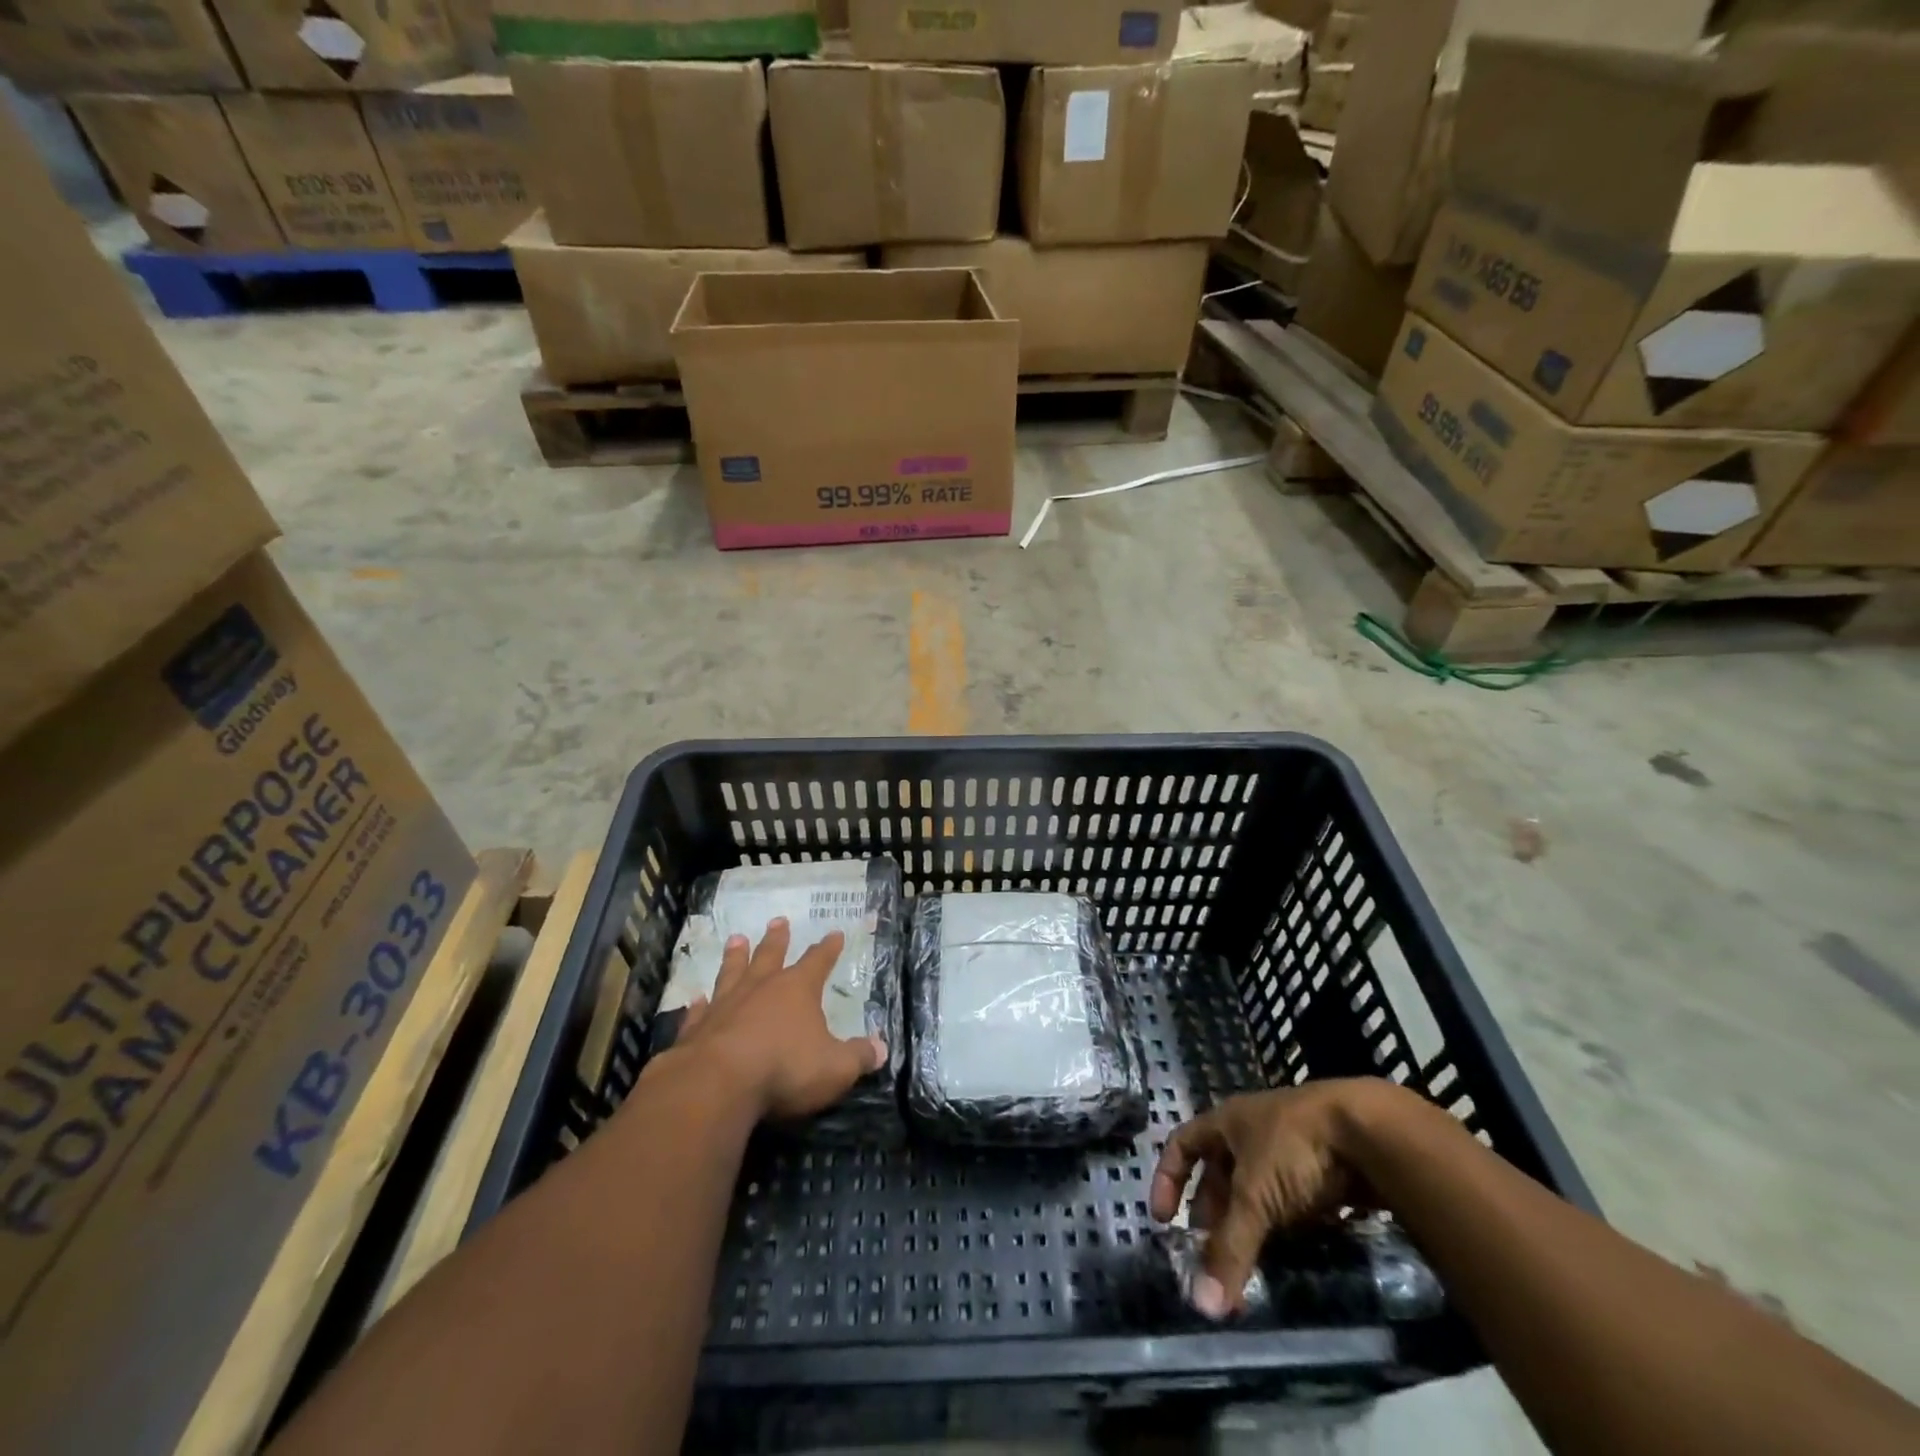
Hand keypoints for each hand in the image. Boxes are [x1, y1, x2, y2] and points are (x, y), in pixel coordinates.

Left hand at [672, 918, 886, 1121]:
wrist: (717, 1085)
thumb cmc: (785, 1069)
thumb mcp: (835, 1068)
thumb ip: (858, 1057)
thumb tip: (881, 1049)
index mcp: (797, 990)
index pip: (818, 962)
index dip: (828, 949)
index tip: (834, 933)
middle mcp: (760, 988)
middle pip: (770, 956)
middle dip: (777, 939)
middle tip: (778, 920)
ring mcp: (725, 1006)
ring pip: (732, 973)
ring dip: (735, 957)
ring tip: (736, 939)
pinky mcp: (696, 1030)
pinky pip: (700, 1011)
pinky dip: (699, 1005)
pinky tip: (697, 999)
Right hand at [1150, 1078, 1394, 1318]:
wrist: (1367, 1129)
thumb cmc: (1294, 1147)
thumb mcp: (1256, 1196)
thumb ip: (1230, 1248)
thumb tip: (1202, 1305)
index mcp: (1227, 1122)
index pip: (1182, 1144)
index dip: (1167, 1178)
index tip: (1163, 1220)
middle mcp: (1253, 1131)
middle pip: (1221, 1174)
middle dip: (1213, 1214)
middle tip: (1211, 1256)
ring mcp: (1290, 1148)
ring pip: (1259, 1190)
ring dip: (1251, 1225)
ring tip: (1251, 1264)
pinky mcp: (1324, 1169)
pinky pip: (1294, 1201)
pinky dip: (1287, 1227)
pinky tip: (1293, 1254)